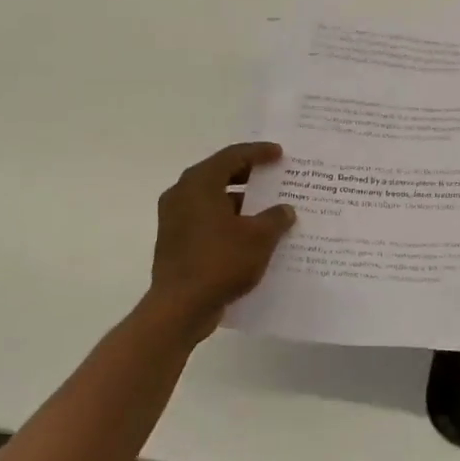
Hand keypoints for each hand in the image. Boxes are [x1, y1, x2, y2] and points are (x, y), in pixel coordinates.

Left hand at [147, 142, 295, 337]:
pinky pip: (206, 221)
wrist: (180, 307)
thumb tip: (285, 210)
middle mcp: (182, 195)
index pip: (232, 156)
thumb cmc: (220, 262)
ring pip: (213, 200)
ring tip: (268, 207)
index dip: (258, 152)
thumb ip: (275, 218)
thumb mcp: (259, 238)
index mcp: (199, 184)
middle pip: (219, 174)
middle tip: (274, 176)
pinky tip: (251, 235)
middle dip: (249, 175)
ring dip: (240, 201)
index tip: (279, 154)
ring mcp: (175, 219)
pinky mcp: (175, 242)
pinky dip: (229, 221)